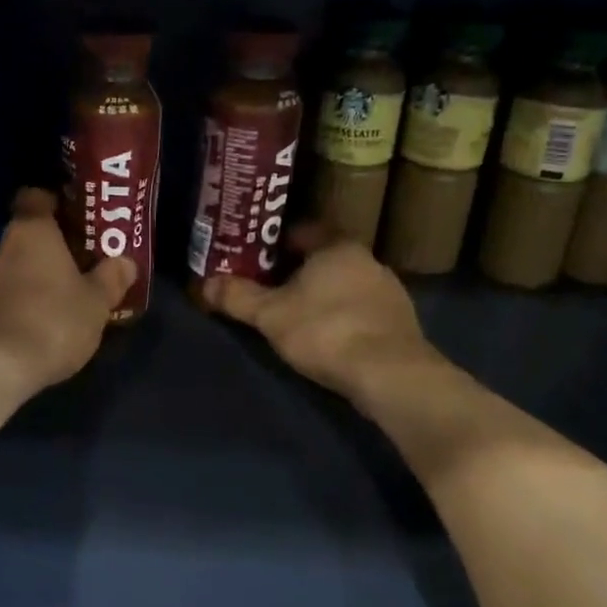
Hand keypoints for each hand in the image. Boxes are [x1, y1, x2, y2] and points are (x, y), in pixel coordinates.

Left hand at [0, 188, 136, 394]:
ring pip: (13, 266)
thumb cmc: (52, 320)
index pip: (35, 196)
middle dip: (51, 246)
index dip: (54, 201)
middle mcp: (1, 245)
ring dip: (35, 276)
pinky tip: (41, 322)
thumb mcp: (96, 302)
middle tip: (80, 260)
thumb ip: (111, 278)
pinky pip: (4, 295)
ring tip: (64, 295)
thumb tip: (125, 262)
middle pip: (26, 234)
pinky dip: (20, 302)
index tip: (75, 215)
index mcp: (31, 230)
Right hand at [200, 224, 439, 403]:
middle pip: (324, 258)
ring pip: (345, 285)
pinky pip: (363, 310)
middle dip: (298, 271)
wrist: (390, 375)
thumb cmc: (325, 331)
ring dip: (324, 296)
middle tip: (270, 288)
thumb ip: (238, 297)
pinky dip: (344, 317)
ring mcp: (389, 291)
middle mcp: (368, 260)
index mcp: (337, 247)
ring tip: (297, 316)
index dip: (276, 242)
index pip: (303, 231)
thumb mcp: (270, 315)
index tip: (256, 258)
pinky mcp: (401, 322)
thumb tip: (205, 283)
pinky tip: (330, 338)